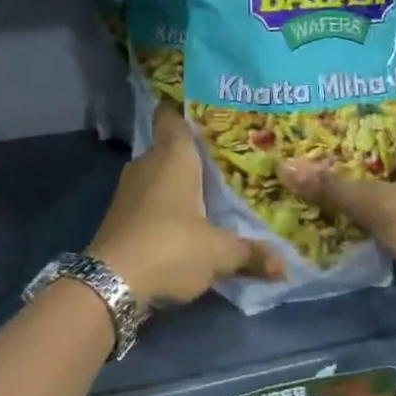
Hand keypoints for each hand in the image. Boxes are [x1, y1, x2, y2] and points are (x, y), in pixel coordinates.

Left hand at [88, 106, 281, 306]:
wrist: (111, 283)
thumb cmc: (170, 248)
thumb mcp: (218, 253)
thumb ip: (251, 254)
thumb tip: (285, 266)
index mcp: (172, 157)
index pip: (172, 117)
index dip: (185, 112)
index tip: (208, 114)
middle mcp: (147, 164)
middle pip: (170, 149)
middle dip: (195, 156)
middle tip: (228, 162)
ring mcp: (128, 190)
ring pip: (159, 177)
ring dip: (179, 185)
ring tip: (212, 193)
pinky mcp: (120, 216)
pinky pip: (149, 200)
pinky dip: (165, 207)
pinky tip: (186, 222)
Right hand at [278, 109, 395, 342]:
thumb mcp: (380, 205)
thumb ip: (333, 186)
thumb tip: (285, 166)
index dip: (379, 111)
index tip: (342, 113)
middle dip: (368, 147)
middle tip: (326, 144)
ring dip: (374, 180)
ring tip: (331, 175)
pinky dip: (384, 207)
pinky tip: (353, 212)